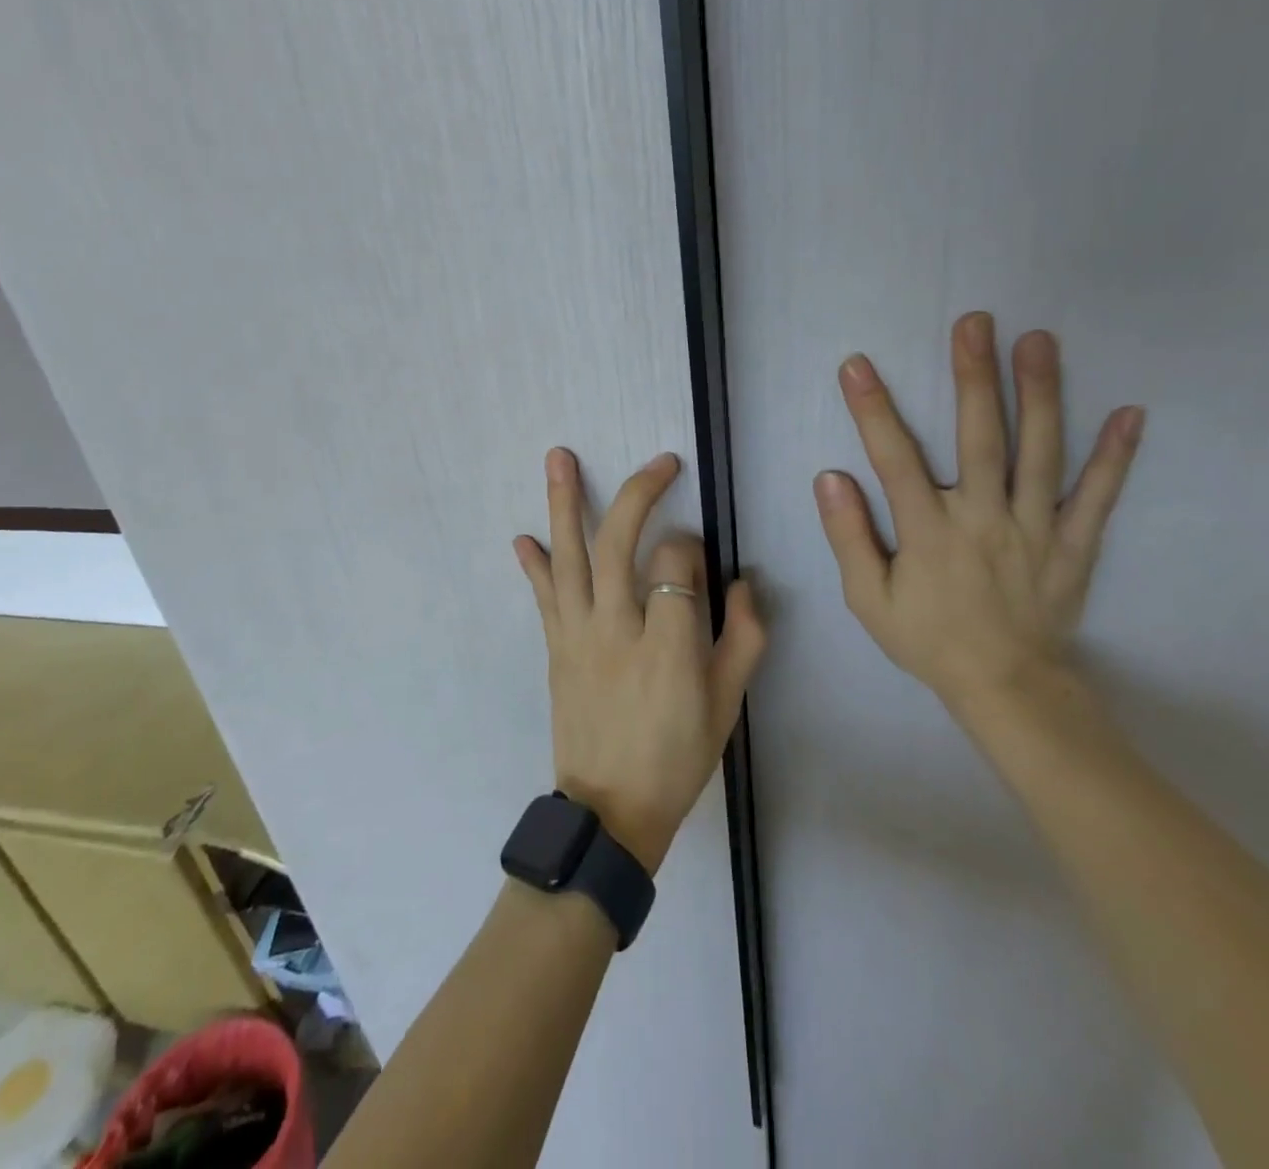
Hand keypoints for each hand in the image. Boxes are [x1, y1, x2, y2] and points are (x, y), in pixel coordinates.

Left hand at [515, 449, 765, 873]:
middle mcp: (618, 629)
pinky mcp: (556, 648)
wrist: (610, 811)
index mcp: (670, 646)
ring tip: (557, 456)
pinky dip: (534, 564)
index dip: (691, 546)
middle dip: (639, 493)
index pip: (677, 564)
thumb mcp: (728, 706)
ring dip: (564, 503)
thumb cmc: (678, 758)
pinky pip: (544, 597)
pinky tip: (523, 535)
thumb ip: (744, 639)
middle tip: (660, 463)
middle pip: (620, 544)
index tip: (697, 554)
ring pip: (571, 558)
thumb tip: (745, 583)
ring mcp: (579, 636)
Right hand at [814, 312, 1142, 721]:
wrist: (1006, 688)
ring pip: (1040, 453)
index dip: (873, 410)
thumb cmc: (930, 640)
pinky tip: (1130, 411)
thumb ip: (849, 537)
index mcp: (929, 532)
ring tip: (1039, 340)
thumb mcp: (869, 600)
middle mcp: (983, 519)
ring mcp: (1035, 528)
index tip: (857, 365)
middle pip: (979, 438)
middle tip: (975, 323)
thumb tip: (830, 478)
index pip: (894, 460)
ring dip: (1040, 394)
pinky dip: (1116, 456)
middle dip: (973, 377)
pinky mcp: (1073, 544)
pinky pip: (1097, 496)